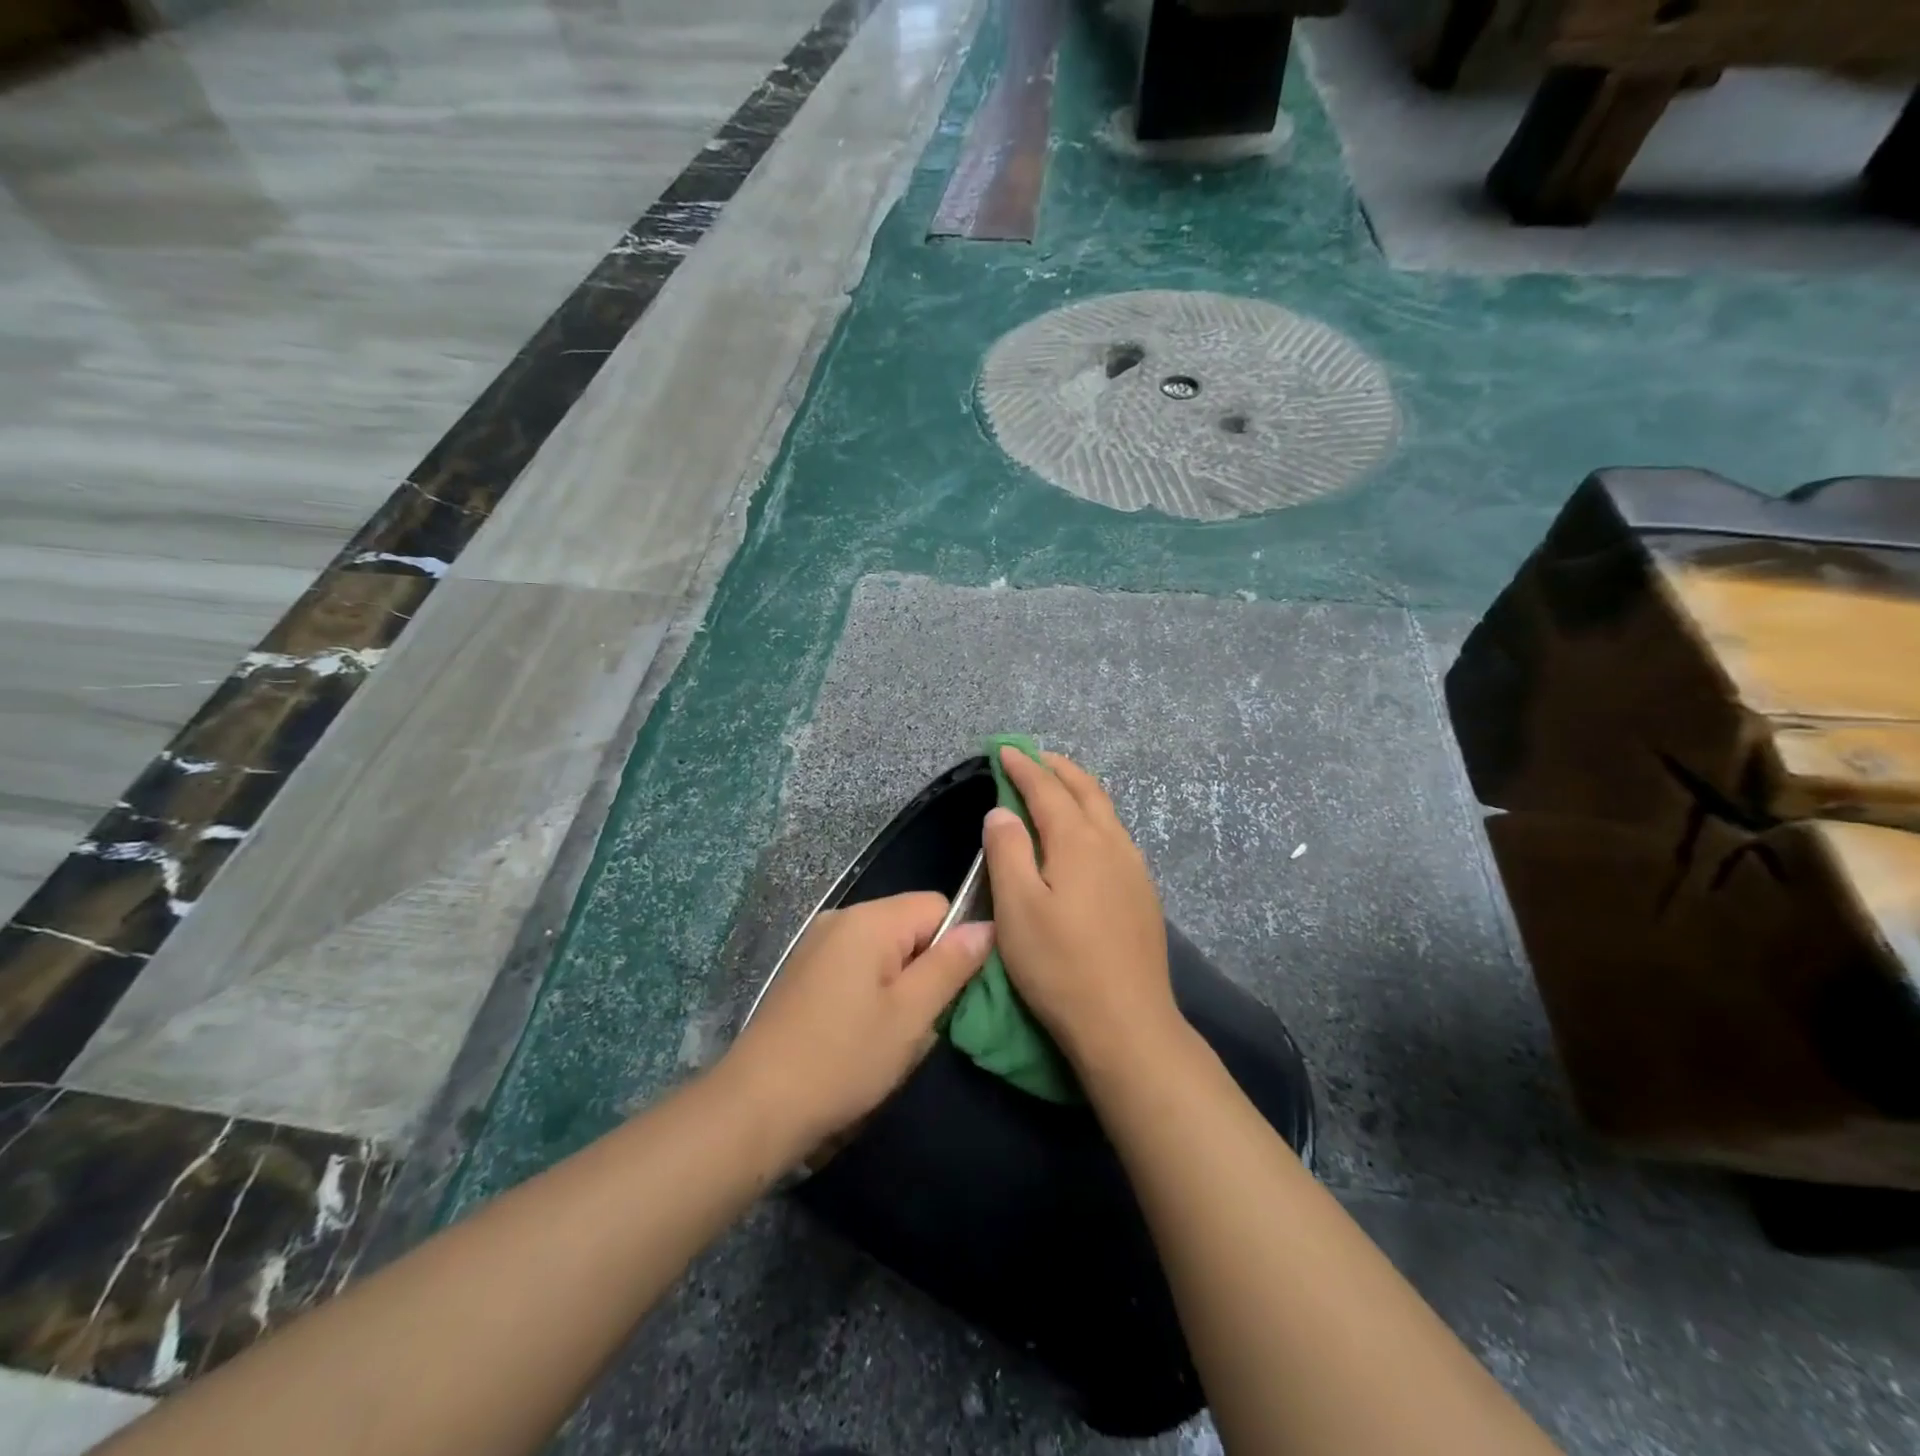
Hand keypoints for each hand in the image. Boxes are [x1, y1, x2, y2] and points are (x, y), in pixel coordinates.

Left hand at [722, 892, 993, 1152]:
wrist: (756, 1105)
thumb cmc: (844, 1058)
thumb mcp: (911, 1014)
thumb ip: (951, 964)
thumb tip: (987, 925)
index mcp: (870, 919)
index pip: (938, 906)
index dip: (953, 945)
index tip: (946, 994)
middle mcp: (841, 917)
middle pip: (909, 924)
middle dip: (925, 966)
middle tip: (919, 1020)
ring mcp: (817, 943)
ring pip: (884, 948)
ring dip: (898, 983)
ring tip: (890, 1032)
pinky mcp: (803, 970)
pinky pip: (856, 964)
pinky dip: (870, 990)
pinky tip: (859, 1031)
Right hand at [982, 750, 1179, 1070]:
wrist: (1127, 1024)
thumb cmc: (1060, 965)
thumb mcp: (1017, 907)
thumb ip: (1007, 851)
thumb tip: (1002, 811)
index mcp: (1078, 842)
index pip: (1047, 790)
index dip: (1024, 767)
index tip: (1004, 750)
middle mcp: (1112, 844)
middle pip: (1086, 791)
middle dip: (1058, 768)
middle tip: (1034, 756)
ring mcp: (1134, 869)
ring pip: (1107, 812)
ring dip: (1080, 790)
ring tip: (1060, 785)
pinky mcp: (1143, 894)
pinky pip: (1116, 836)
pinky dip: (1095, 817)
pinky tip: (1088, 835)